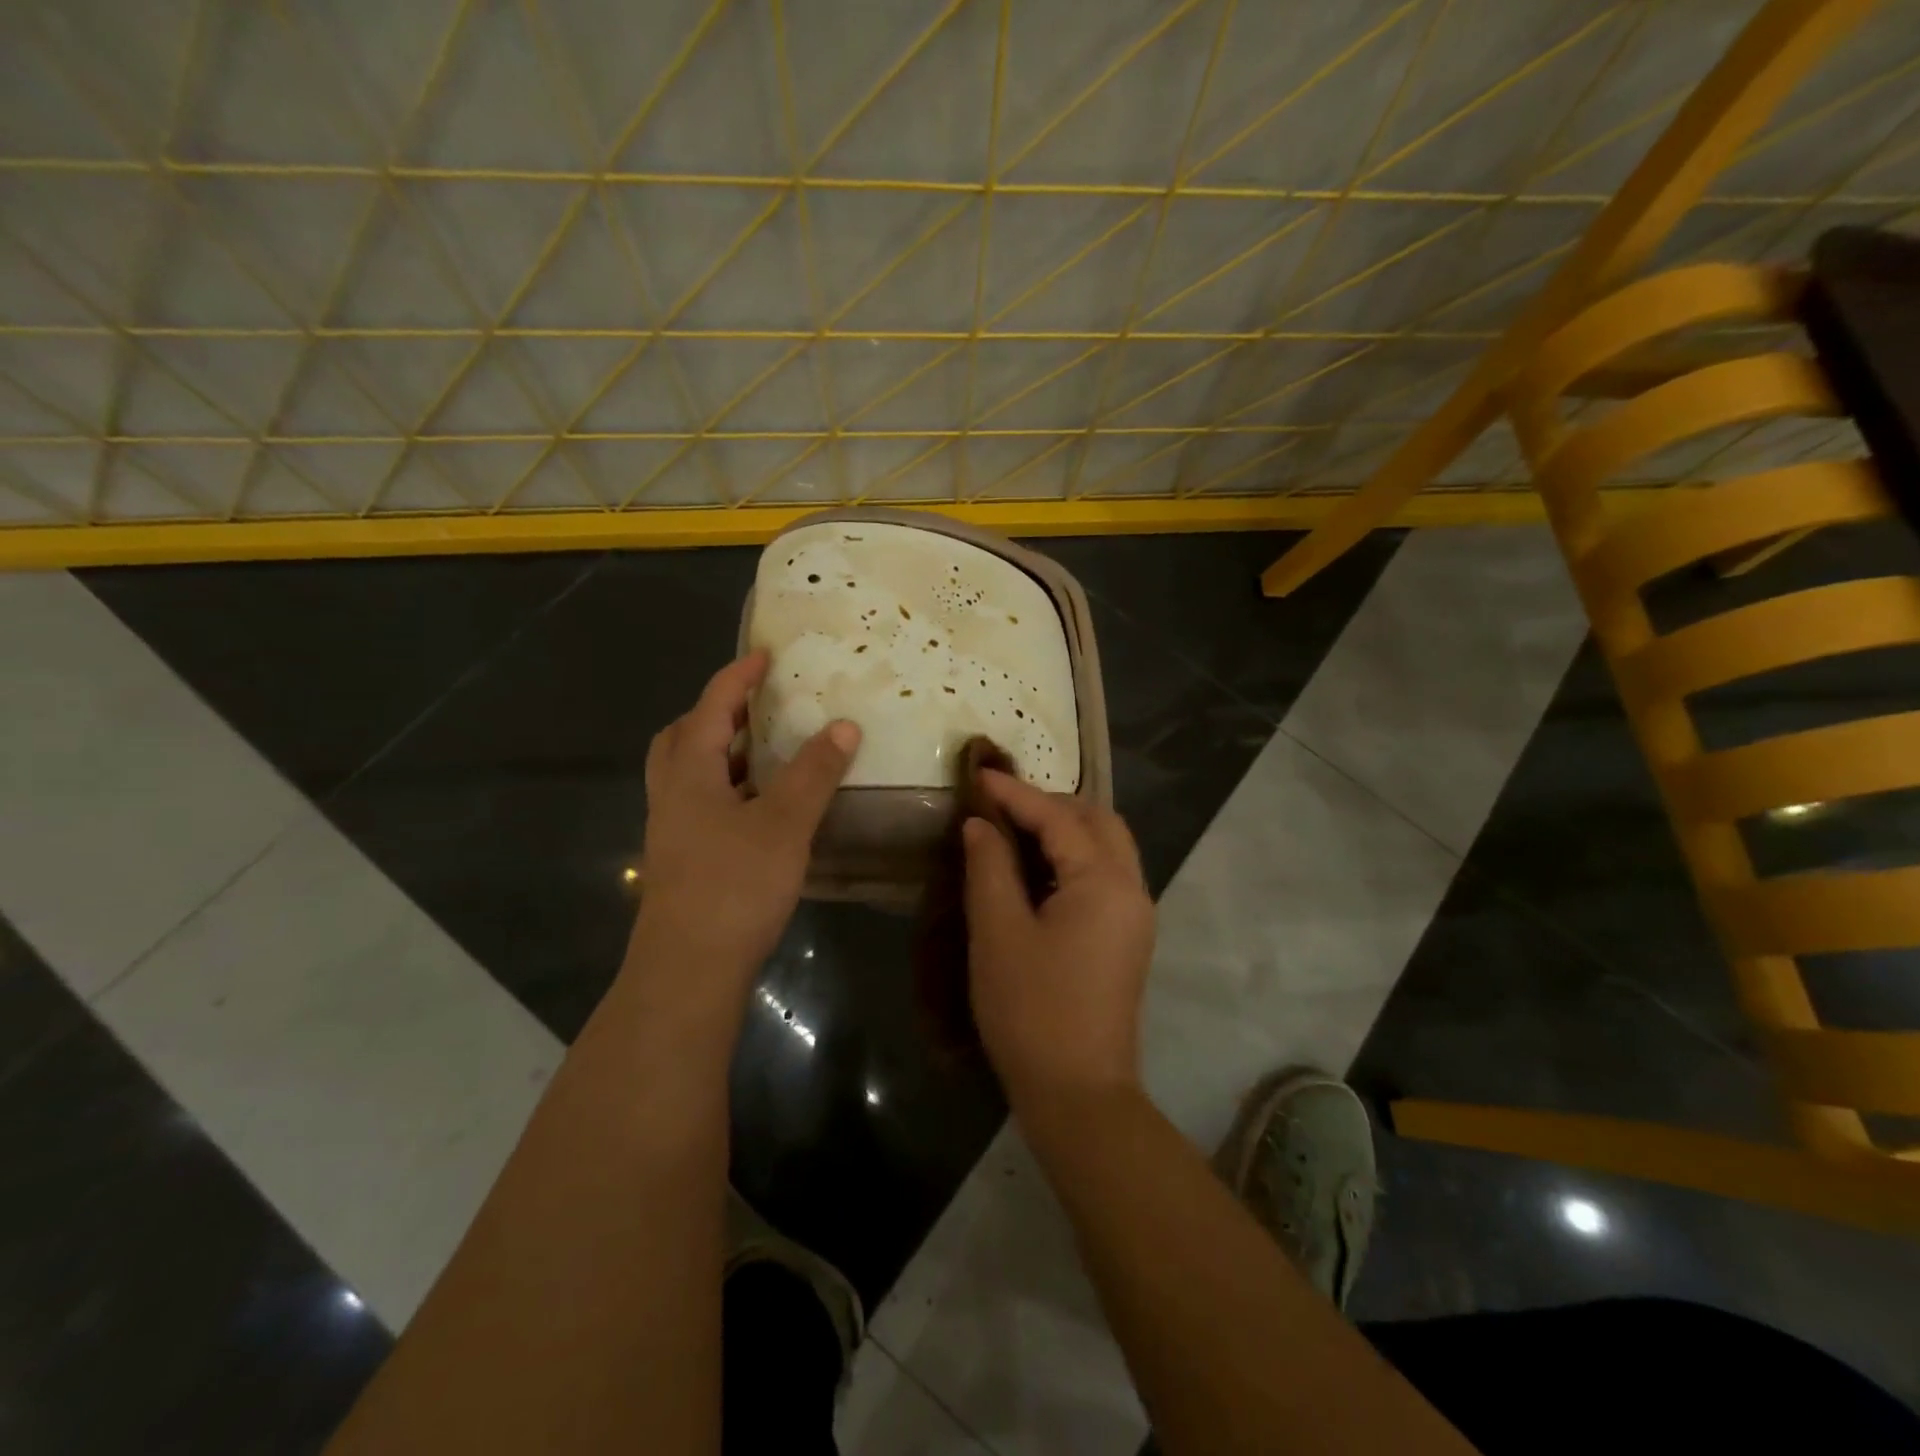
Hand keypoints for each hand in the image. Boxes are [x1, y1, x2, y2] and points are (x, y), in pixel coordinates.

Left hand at [629, 651, 858, 1003]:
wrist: (689, 969)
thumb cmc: (734, 885)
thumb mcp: (784, 823)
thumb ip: (814, 773)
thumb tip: (843, 726)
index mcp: (690, 773)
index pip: (711, 708)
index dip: (738, 678)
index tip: (766, 655)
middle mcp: (673, 795)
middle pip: (683, 737)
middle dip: (716, 713)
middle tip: (756, 706)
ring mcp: (674, 830)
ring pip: (690, 774)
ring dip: (722, 753)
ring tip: (766, 750)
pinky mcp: (685, 860)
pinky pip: (702, 804)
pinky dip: (729, 789)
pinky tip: (762, 807)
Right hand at [962, 771, 1154, 1103]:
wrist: (1078, 1094)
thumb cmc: (1032, 1011)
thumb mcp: (999, 933)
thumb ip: (990, 867)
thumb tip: (981, 825)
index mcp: (1105, 883)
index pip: (1060, 819)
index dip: (1016, 794)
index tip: (979, 775)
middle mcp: (1132, 889)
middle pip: (1099, 822)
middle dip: (1051, 804)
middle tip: (1003, 804)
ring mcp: (1135, 915)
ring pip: (1108, 847)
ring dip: (1067, 828)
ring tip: (1017, 828)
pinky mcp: (1128, 938)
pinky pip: (1106, 875)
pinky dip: (1075, 857)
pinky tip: (1038, 867)